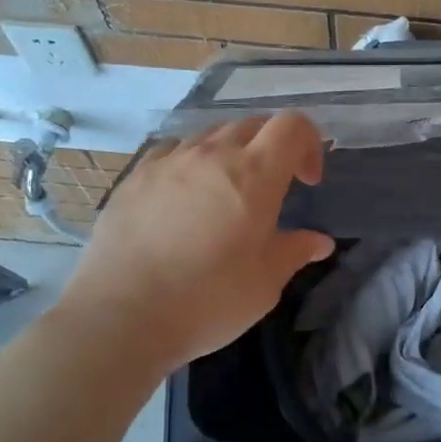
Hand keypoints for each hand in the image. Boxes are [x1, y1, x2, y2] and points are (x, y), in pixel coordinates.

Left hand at [49, 113, 334, 376]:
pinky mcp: (135, 176)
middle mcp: (212, 154)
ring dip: (232, 153)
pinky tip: (184, 197)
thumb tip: (319, 241)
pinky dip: (192, 163)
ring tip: (227, 194)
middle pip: (253, 125)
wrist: (121, 317)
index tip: (307, 182)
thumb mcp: (265, 284)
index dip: (309, 144)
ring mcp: (169, 161)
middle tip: (273, 189)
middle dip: (273, 148)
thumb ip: (295, 252)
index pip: (292, 125)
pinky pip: (174, 151)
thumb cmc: (207, 300)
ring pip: (212, 136)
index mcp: (255, 174)